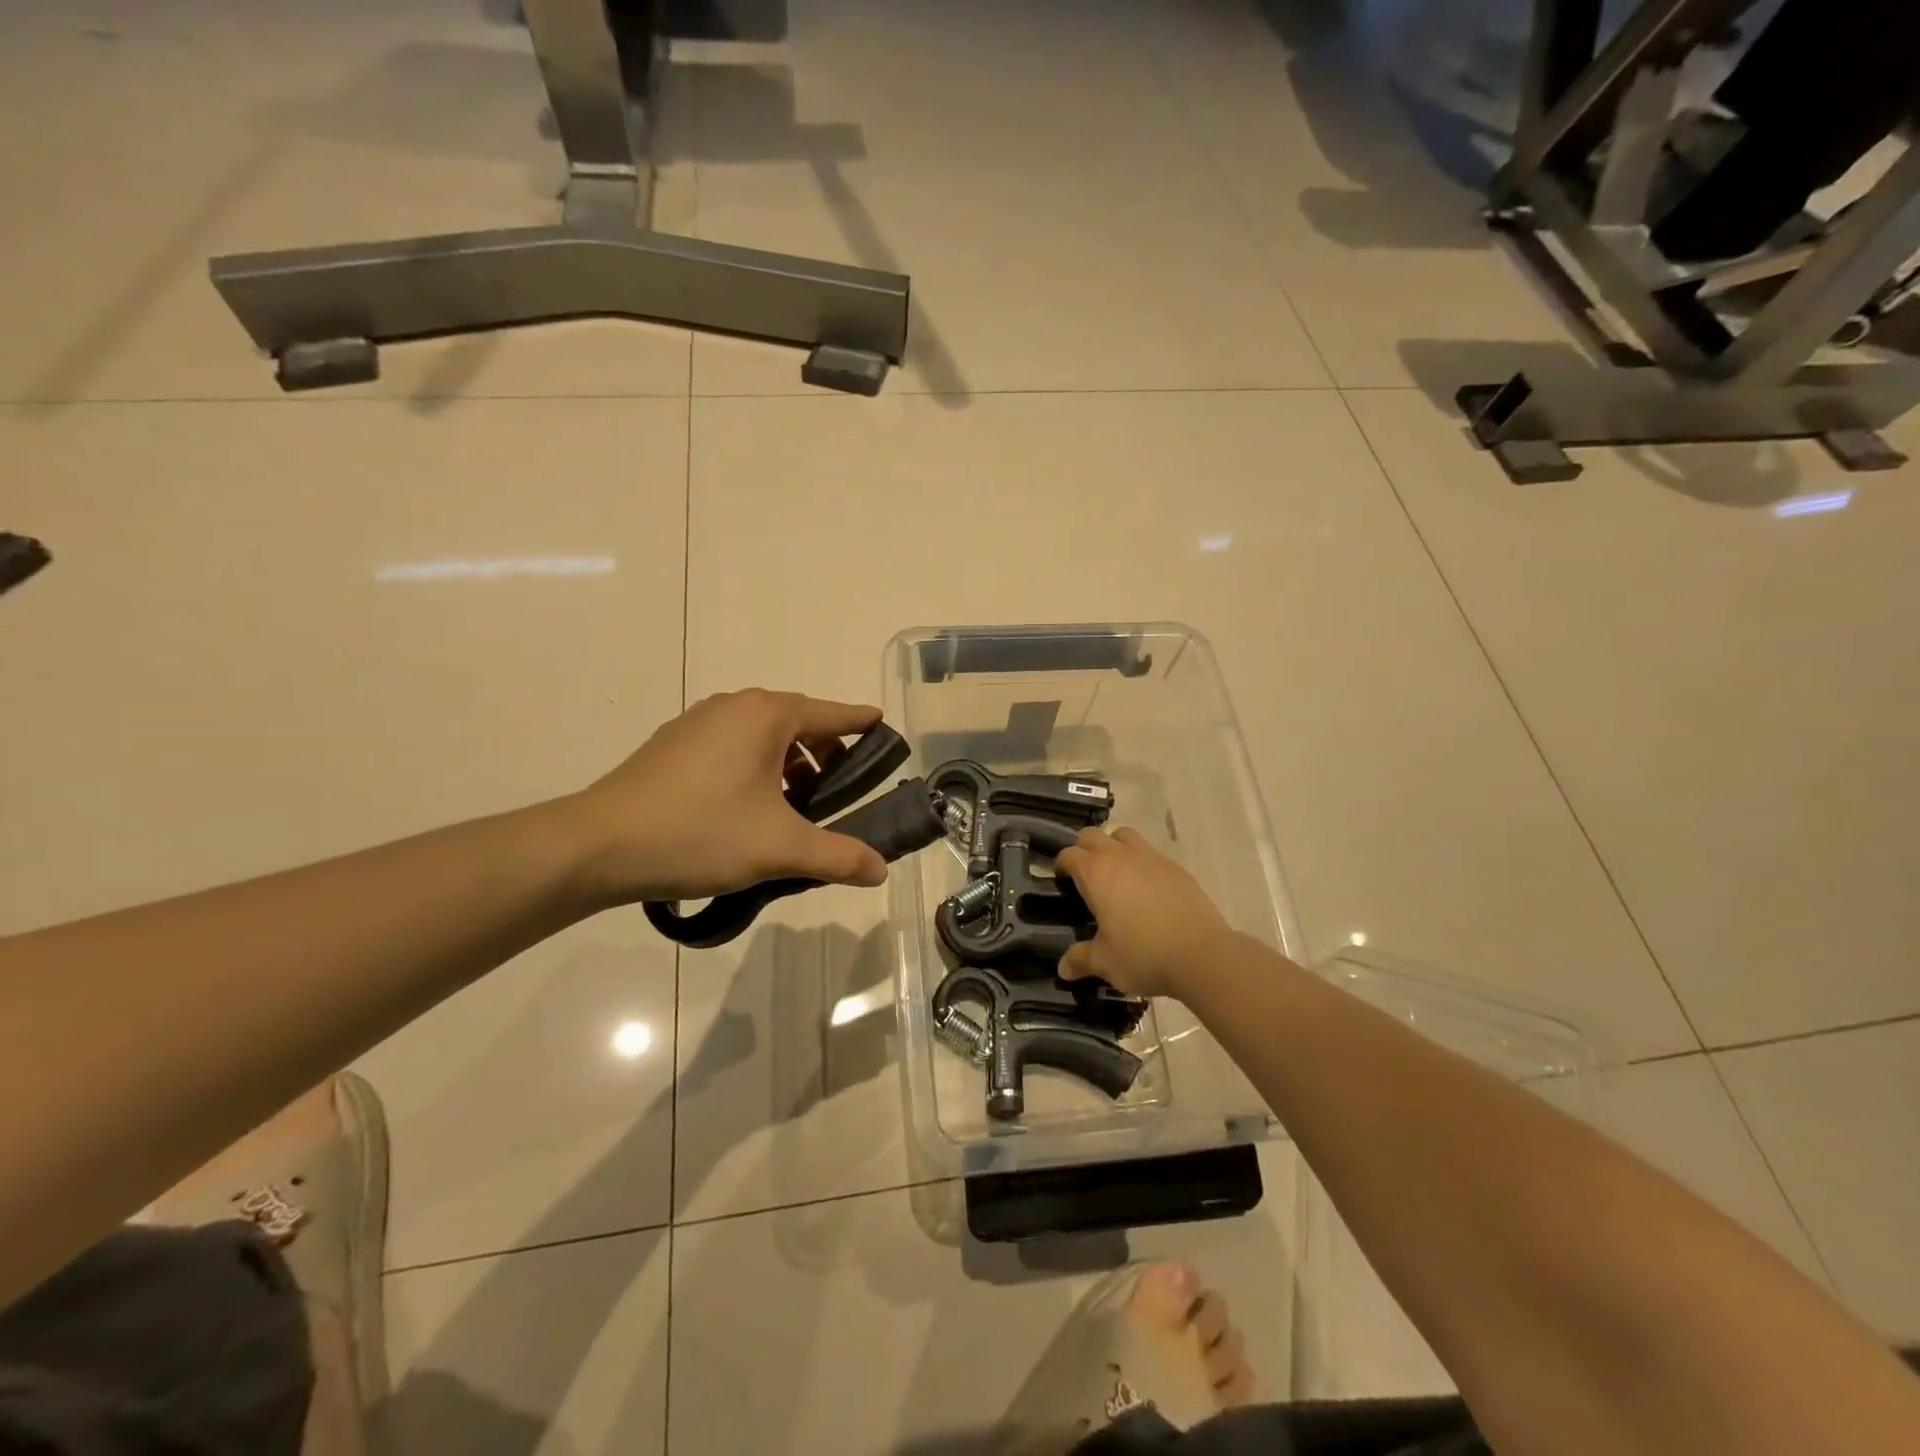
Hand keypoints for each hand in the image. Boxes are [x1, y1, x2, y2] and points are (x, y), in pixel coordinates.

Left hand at [567, 689, 890, 903]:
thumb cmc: (700, 833)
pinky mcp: (672, 745)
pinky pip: (732, 746)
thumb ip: (838, 856)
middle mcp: (734, 707)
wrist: (598, 846)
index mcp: (766, 716)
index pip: (831, 714)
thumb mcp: (779, 849)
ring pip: (762, 736)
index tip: (883, 727)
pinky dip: (755, 767)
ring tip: (795, 808)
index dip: (861, 723)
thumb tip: (881, 869)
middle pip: (797, 722)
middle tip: (840, 793)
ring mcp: (697, 722)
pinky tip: (748, 809)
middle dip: (825, 754)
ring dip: (788, 764)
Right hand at [1055, 828, 1234, 998]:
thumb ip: (1081, 959)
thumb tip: (1063, 968)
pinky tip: (1147, 890)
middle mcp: (1120, 856)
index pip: (1069, 854)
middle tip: (1085, 877)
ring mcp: (1151, 858)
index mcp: (1096, 873)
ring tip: (1116, 875)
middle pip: (1092, 835)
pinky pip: (1151, 853)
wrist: (1202, 954)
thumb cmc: (1143, 955)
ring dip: (1113, 847)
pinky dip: (1142, 863)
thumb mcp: (1106, 962)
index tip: (1061, 882)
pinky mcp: (1176, 868)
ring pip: (1124, 835)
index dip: (1061, 865)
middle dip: (1084, 850)